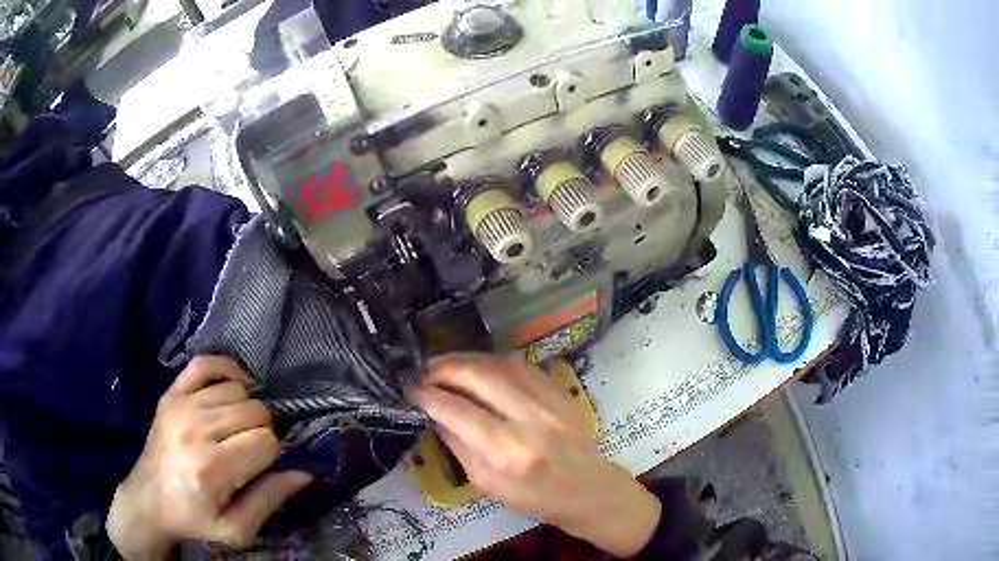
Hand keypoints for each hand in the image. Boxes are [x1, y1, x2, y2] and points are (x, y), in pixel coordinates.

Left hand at [106, 357, 312, 558]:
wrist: (149, 499)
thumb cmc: (195, 519)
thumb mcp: (237, 528)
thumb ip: (270, 500)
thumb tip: (305, 472)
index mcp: (212, 468)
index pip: (266, 442)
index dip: (273, 454)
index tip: (264, 466)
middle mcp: (196, 429)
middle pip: (255, 412)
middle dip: (264, 431)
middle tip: (252, 449)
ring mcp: (181, 405)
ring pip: (237, 390)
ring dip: (247, 409)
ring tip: (240, 428)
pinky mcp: (171, 393)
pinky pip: (206, 363)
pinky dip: (227, 369)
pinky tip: (237, 386)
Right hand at [407, 353, 660, 556]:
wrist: (587, 488)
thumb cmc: (533, 496)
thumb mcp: (485, 483)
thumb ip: (458, 444)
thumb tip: (433, 412)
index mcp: (507, 452)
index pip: (457, 411)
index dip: (428, 396)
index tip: (410, 391)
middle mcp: (529, 419)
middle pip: (478, 376)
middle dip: (443, 368)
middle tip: (424, 372)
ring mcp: (549, 400)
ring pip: (499, 362)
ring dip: (466, 359)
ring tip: (445, 366)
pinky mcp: (559, 389)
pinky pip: (521, 364)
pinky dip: (492, 361)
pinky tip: (478, 367)